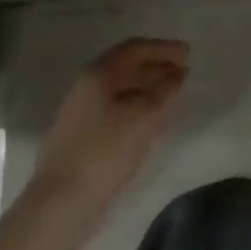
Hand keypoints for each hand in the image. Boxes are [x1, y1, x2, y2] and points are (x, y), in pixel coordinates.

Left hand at [32, 38, 190, 218]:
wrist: (61, 201)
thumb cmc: (106, 152)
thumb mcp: (144, 118)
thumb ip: (165, 92)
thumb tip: (178, 74)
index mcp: (99, 74)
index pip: (135, 48)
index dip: (164, 48)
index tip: (188, 53)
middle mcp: (86, 86)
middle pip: (126, 66)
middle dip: (156, 65)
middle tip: (184, 71)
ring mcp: (81, 110)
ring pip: (120, 88)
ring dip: (147, 86)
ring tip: (172, 94)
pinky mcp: (81, 133)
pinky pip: (115, 106)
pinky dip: (137, 104)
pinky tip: (150, 118)